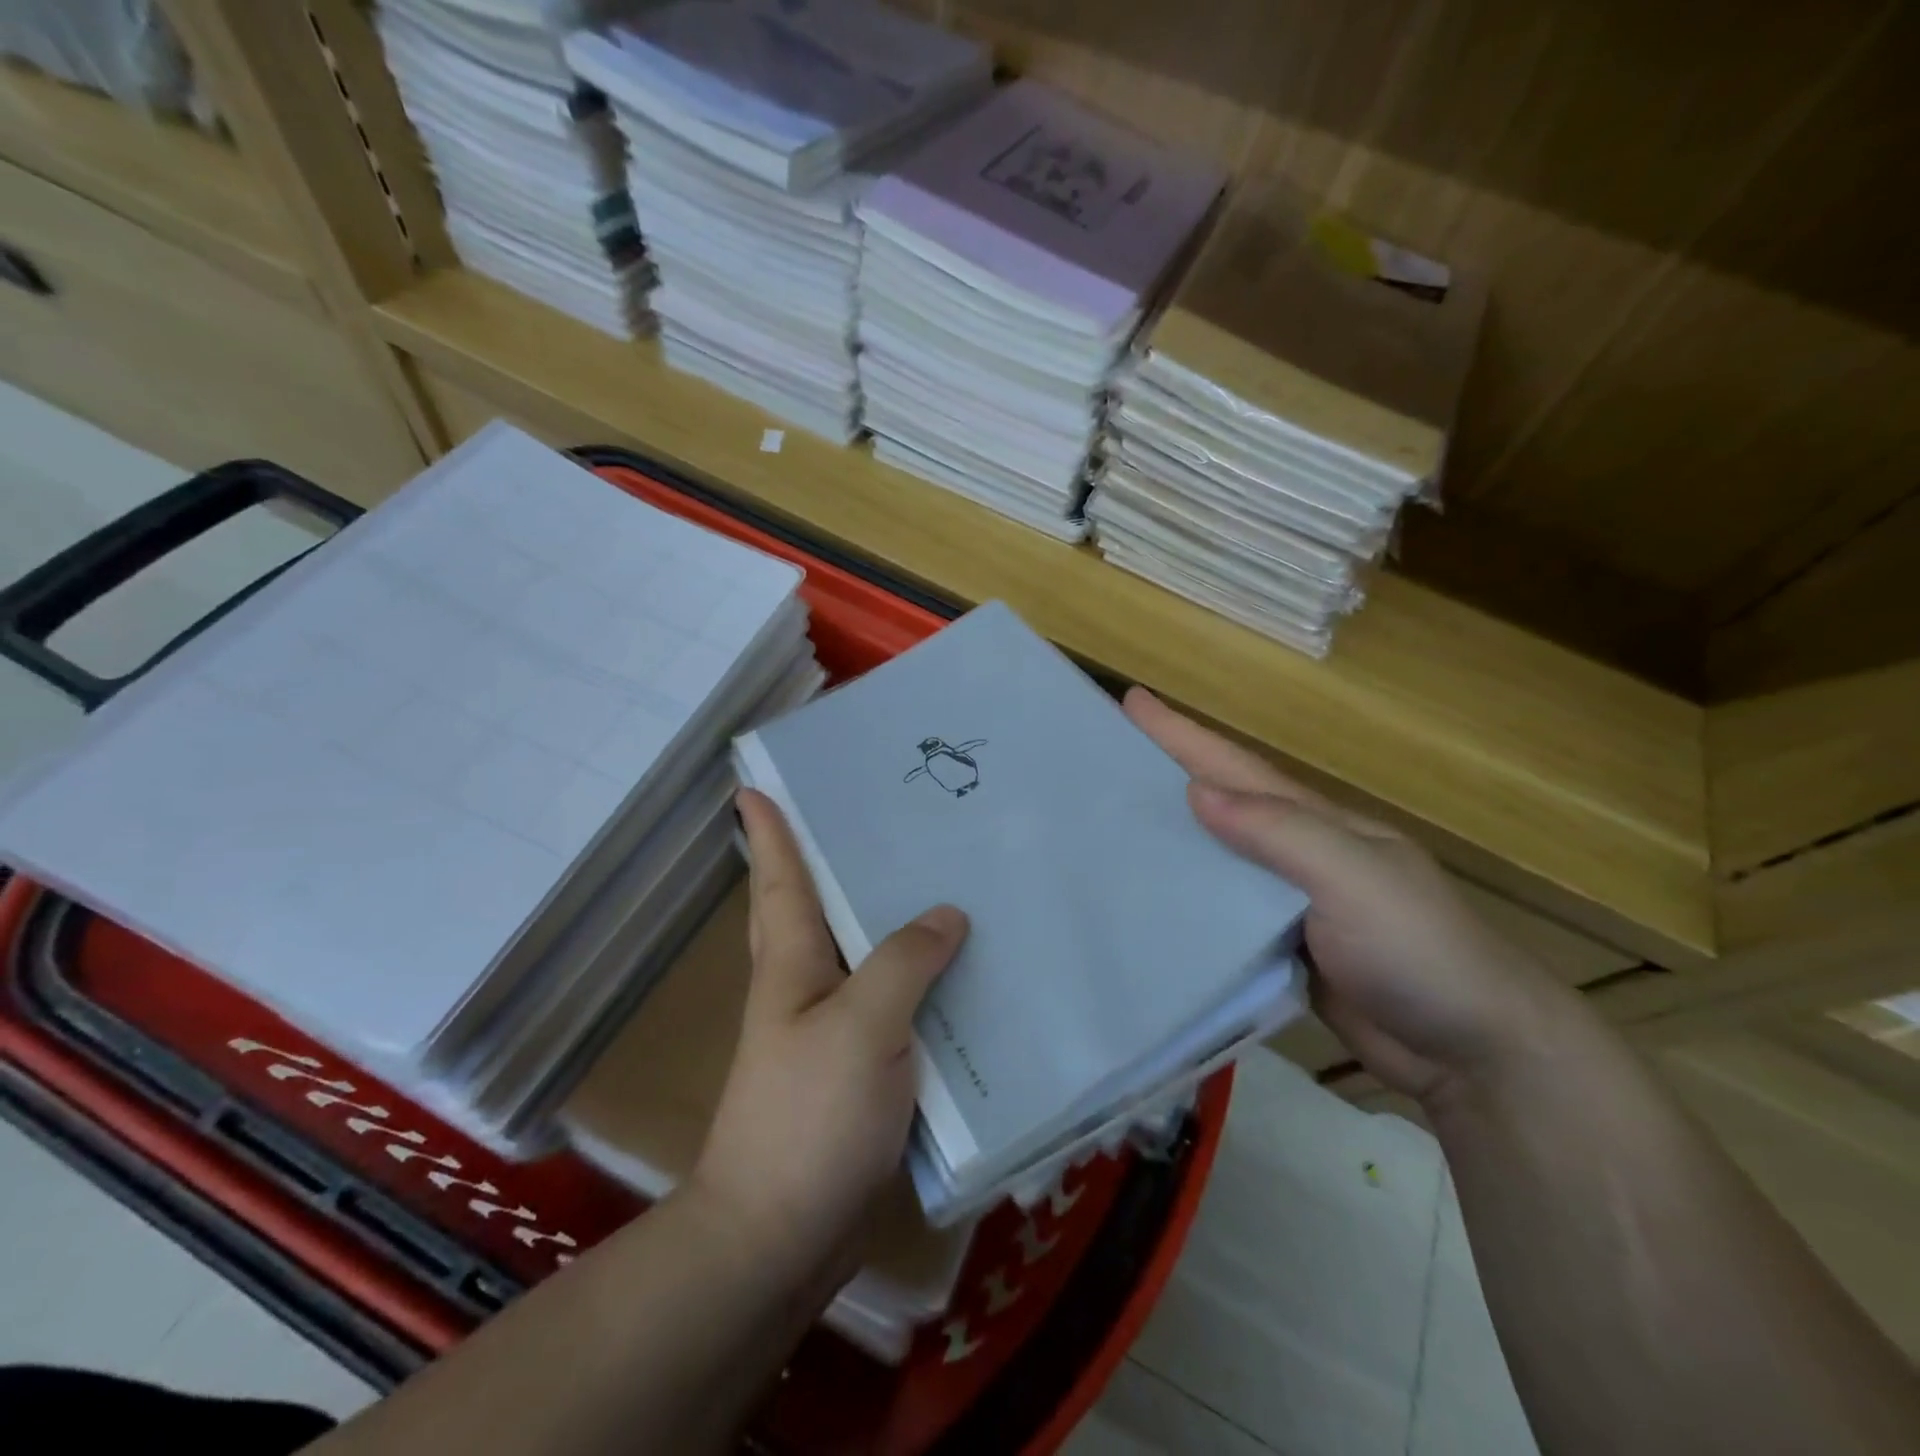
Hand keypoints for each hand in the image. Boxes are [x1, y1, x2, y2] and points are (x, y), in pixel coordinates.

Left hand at [691, 789, 967, 1292]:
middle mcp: (807, 985)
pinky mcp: (861, 1066)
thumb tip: (947, 913)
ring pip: (862, 951)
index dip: (771, 830)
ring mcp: (833, 1028)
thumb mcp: (860, 1026)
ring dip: (885, 915)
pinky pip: (892, 1000)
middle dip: (829, 858)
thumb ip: (903, 962)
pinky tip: (956, 968)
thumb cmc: (810, 1117)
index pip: (781, 879)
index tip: (756, 785)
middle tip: (872, 814)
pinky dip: (917, 976)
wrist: (781, 1234)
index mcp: (792, 963)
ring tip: (930, 874)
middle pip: (816, 906)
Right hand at [1125, 688, 1571, 1107]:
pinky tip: (1145, 900)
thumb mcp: (1355, 877)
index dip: (1183, 733)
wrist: (1472, 1053)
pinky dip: (1182, 898)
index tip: (1133, 700)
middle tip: (1104, 759)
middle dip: (1165, 774)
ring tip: (1109, 825)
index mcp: (1315, 822)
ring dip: (1167, 836)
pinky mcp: (1277, 950)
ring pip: (1212, 860)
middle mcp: (1294, 853)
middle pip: (1217, 804)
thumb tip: (1195, 792)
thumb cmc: (1419, 950)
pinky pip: (1217, 914)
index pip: (1235, 767)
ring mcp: (1285, 904)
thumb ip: (1280, 833)